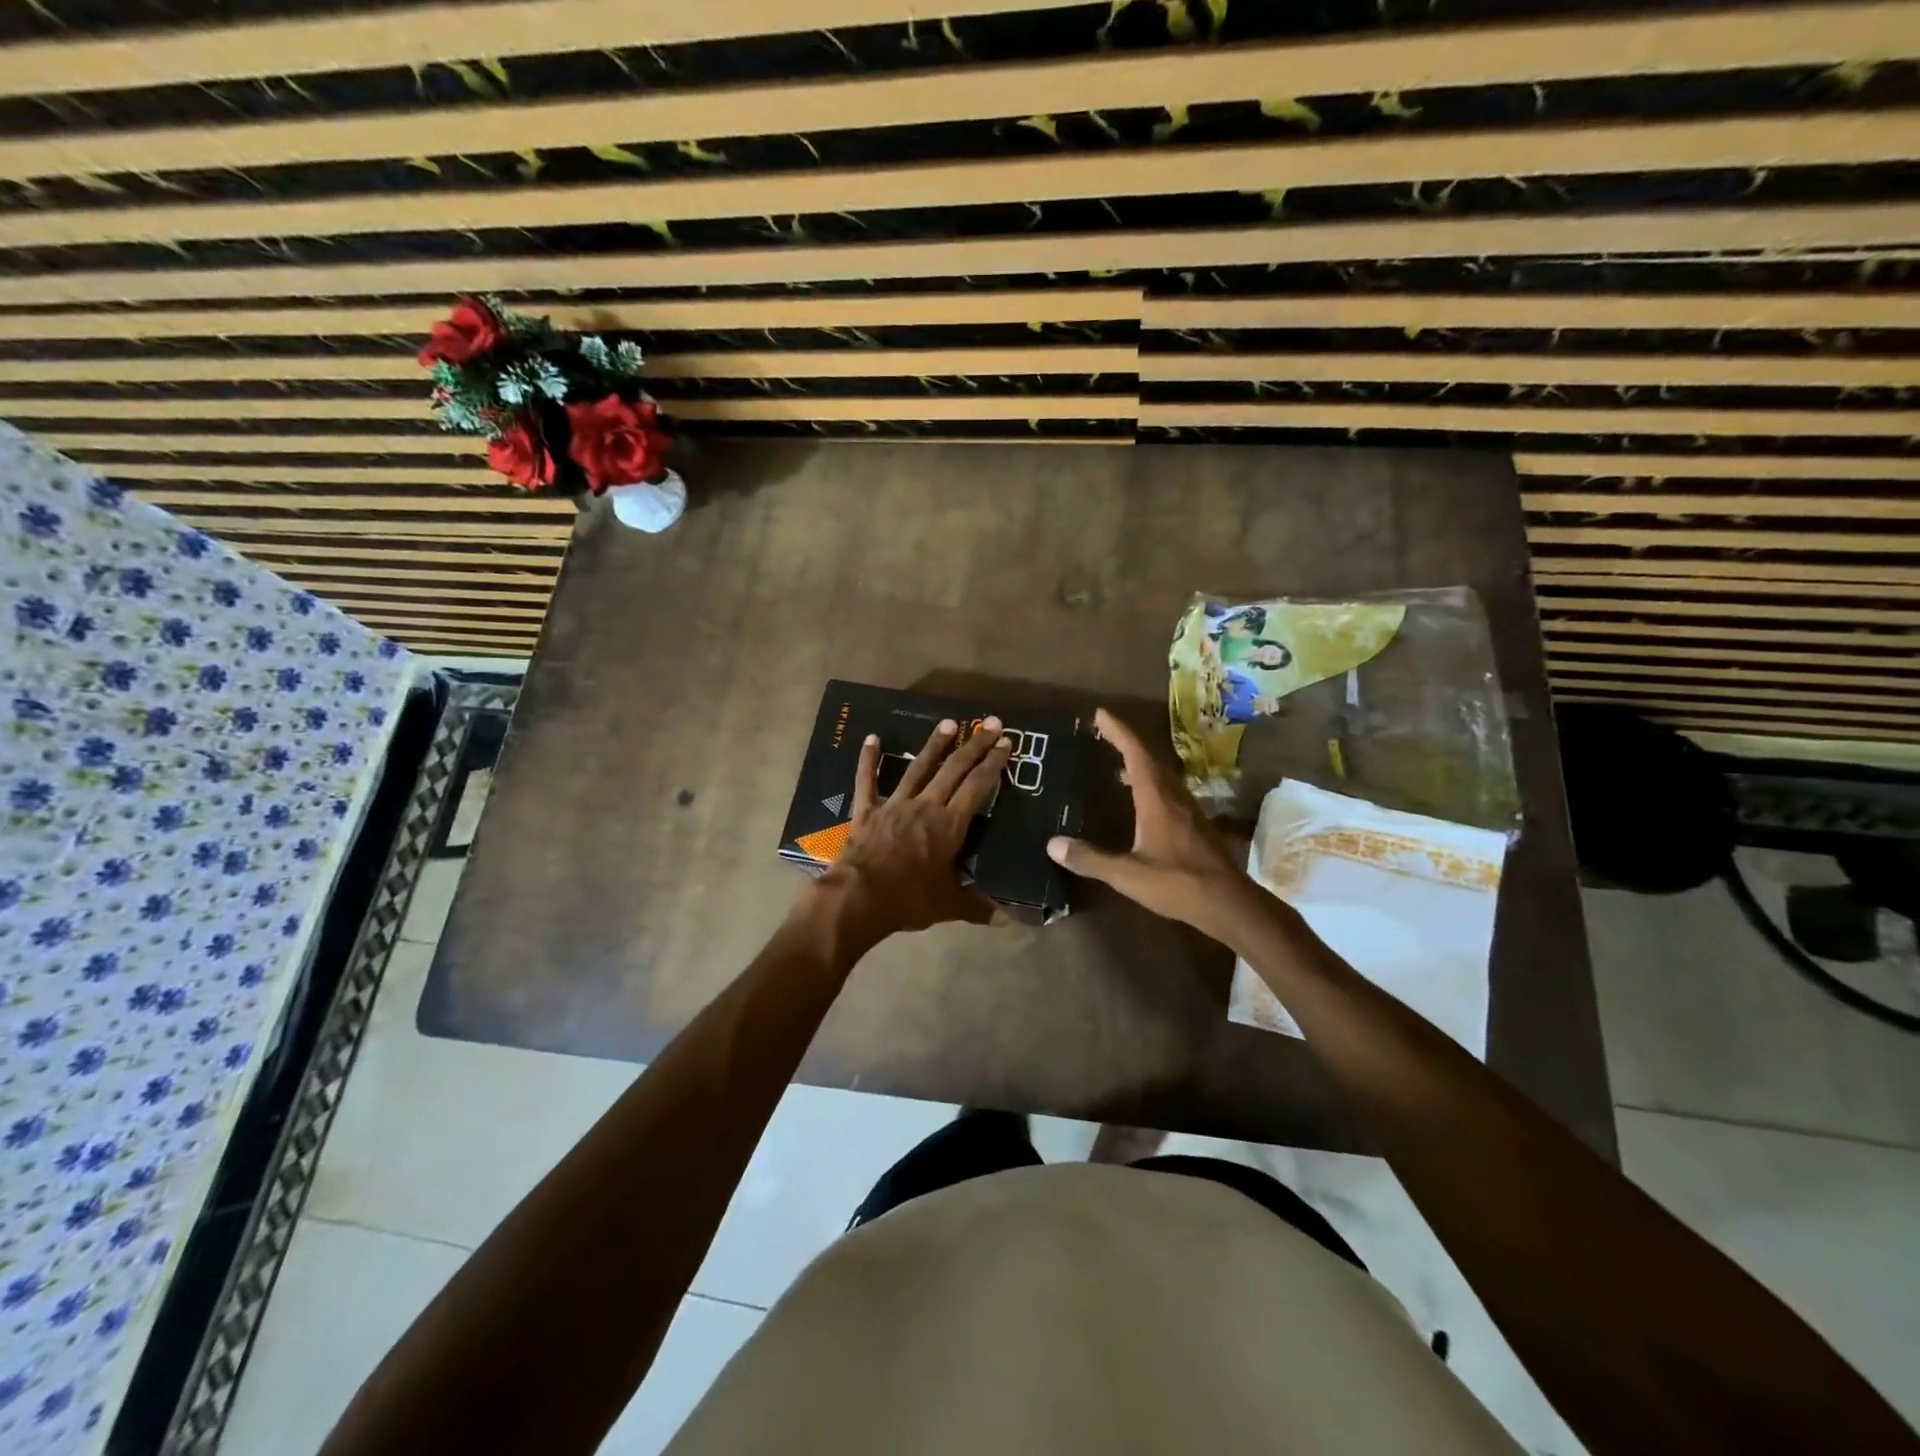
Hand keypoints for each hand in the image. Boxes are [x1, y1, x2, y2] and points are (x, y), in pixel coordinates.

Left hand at [810, 715, 1013, 947]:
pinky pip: (867, 780)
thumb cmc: (908, 900)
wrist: (858, 898)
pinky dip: (868, 759)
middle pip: (954, 769)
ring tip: (949, 723)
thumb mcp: (949, 906)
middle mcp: (925, 806)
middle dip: (974, 745)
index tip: (1006, 743)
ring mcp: (894, 804)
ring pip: (918, 767)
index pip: (977, 787)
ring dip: (934, 744)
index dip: (993, 764)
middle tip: (990, 723)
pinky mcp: (867, 811)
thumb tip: (1009, 918)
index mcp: (949, 825)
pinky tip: (871, 738)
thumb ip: (978, 907)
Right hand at [1046, 708, 1267, 946]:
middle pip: (1150, 758)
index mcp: (1156, 799)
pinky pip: (1168, 790)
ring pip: (1162, 774)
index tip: (1101, 714)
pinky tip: (1141, 798)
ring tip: (1117, 761)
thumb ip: (1091, 859)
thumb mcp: (1128, 875)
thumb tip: (1052, 844)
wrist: (1229, 903)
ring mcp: (1189, 810)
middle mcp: (1174, 796)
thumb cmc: (1179, 883)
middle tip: (1104, 732)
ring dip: (1140, 762)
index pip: (1135, 754)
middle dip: (1126, 741)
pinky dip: (1150, 782)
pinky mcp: (1195, 824)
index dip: (1118, 732)